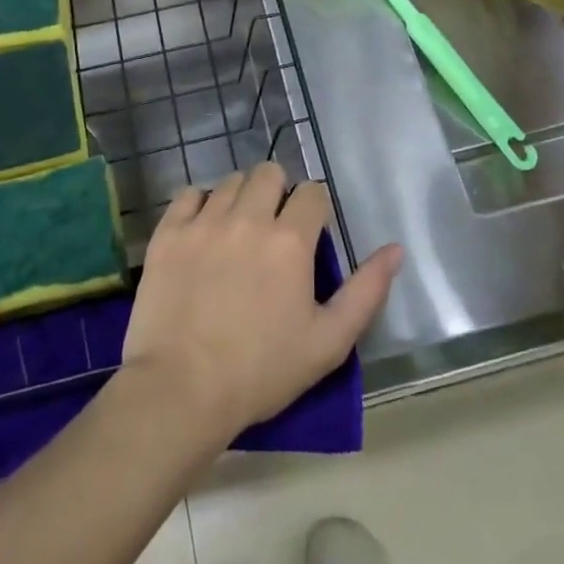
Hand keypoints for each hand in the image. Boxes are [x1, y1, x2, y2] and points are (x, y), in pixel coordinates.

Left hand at [121, 164, 402, 446]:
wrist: (181, 389)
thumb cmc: (261, 371)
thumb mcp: (329, 342)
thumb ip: (367, 291)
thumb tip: (395, 249)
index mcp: (291, 240)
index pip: (312, 193)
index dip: (314, 209)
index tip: (309, 235)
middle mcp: (248, 217)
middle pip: (269, 173)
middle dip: (278, 192)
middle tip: (273, 227)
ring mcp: (204, 222)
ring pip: (230, 182)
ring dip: (241, 197)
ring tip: (237, 231)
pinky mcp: (169, 233)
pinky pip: (188, 194)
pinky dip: (200, 204)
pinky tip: (203, 231)